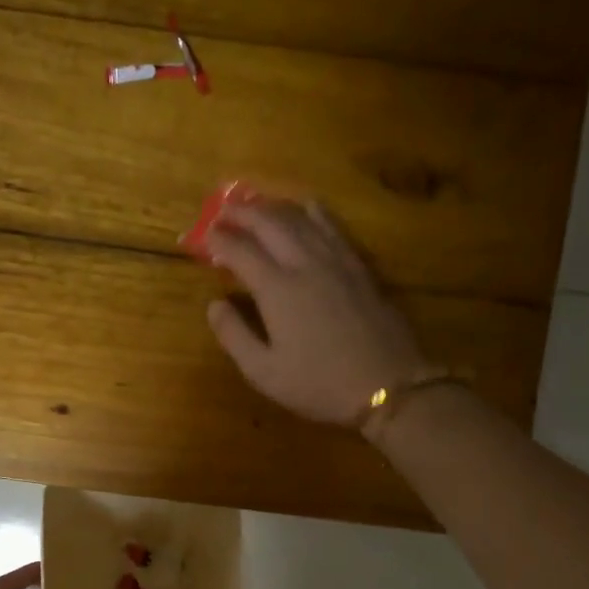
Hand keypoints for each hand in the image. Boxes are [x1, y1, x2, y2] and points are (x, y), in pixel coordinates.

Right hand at [204, 198, 432, 426]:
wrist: (387, 385)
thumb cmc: (319, 385)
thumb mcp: (264, 373)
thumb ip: (234, 335)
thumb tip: (214, 304)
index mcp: (276, 289)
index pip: (240, 251)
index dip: (217, 240)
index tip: (201, 236)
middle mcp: (305, 263)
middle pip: (270, 223)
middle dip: (242, 212)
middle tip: (223, 210)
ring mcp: (336, 261)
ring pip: (302, 217)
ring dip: (274, 206)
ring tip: (256, 204)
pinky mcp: (359, 266)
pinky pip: (333, 226)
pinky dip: (313, 211)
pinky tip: (307, 208)